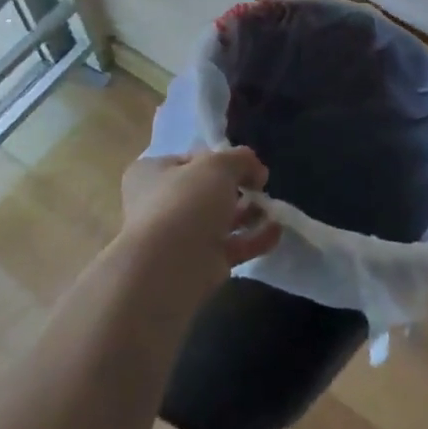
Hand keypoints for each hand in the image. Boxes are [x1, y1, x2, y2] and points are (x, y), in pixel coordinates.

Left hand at [119, 148, 281, 302]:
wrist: (168, 270)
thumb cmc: (185, 203)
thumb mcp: (219, 165)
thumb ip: (241, 159)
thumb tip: (256, 172)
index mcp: (152, 174)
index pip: (192, 159)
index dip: (221, 158)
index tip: (246, 164)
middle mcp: (160, 205)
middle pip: (208, 191)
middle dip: (239, 189)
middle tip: (261, 187)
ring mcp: (179, 238)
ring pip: (220, 220)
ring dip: (250, 213)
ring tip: (274, 209)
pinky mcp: (198, 266)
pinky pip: (230, 247)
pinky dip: (253, 239)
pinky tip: (275, 232)